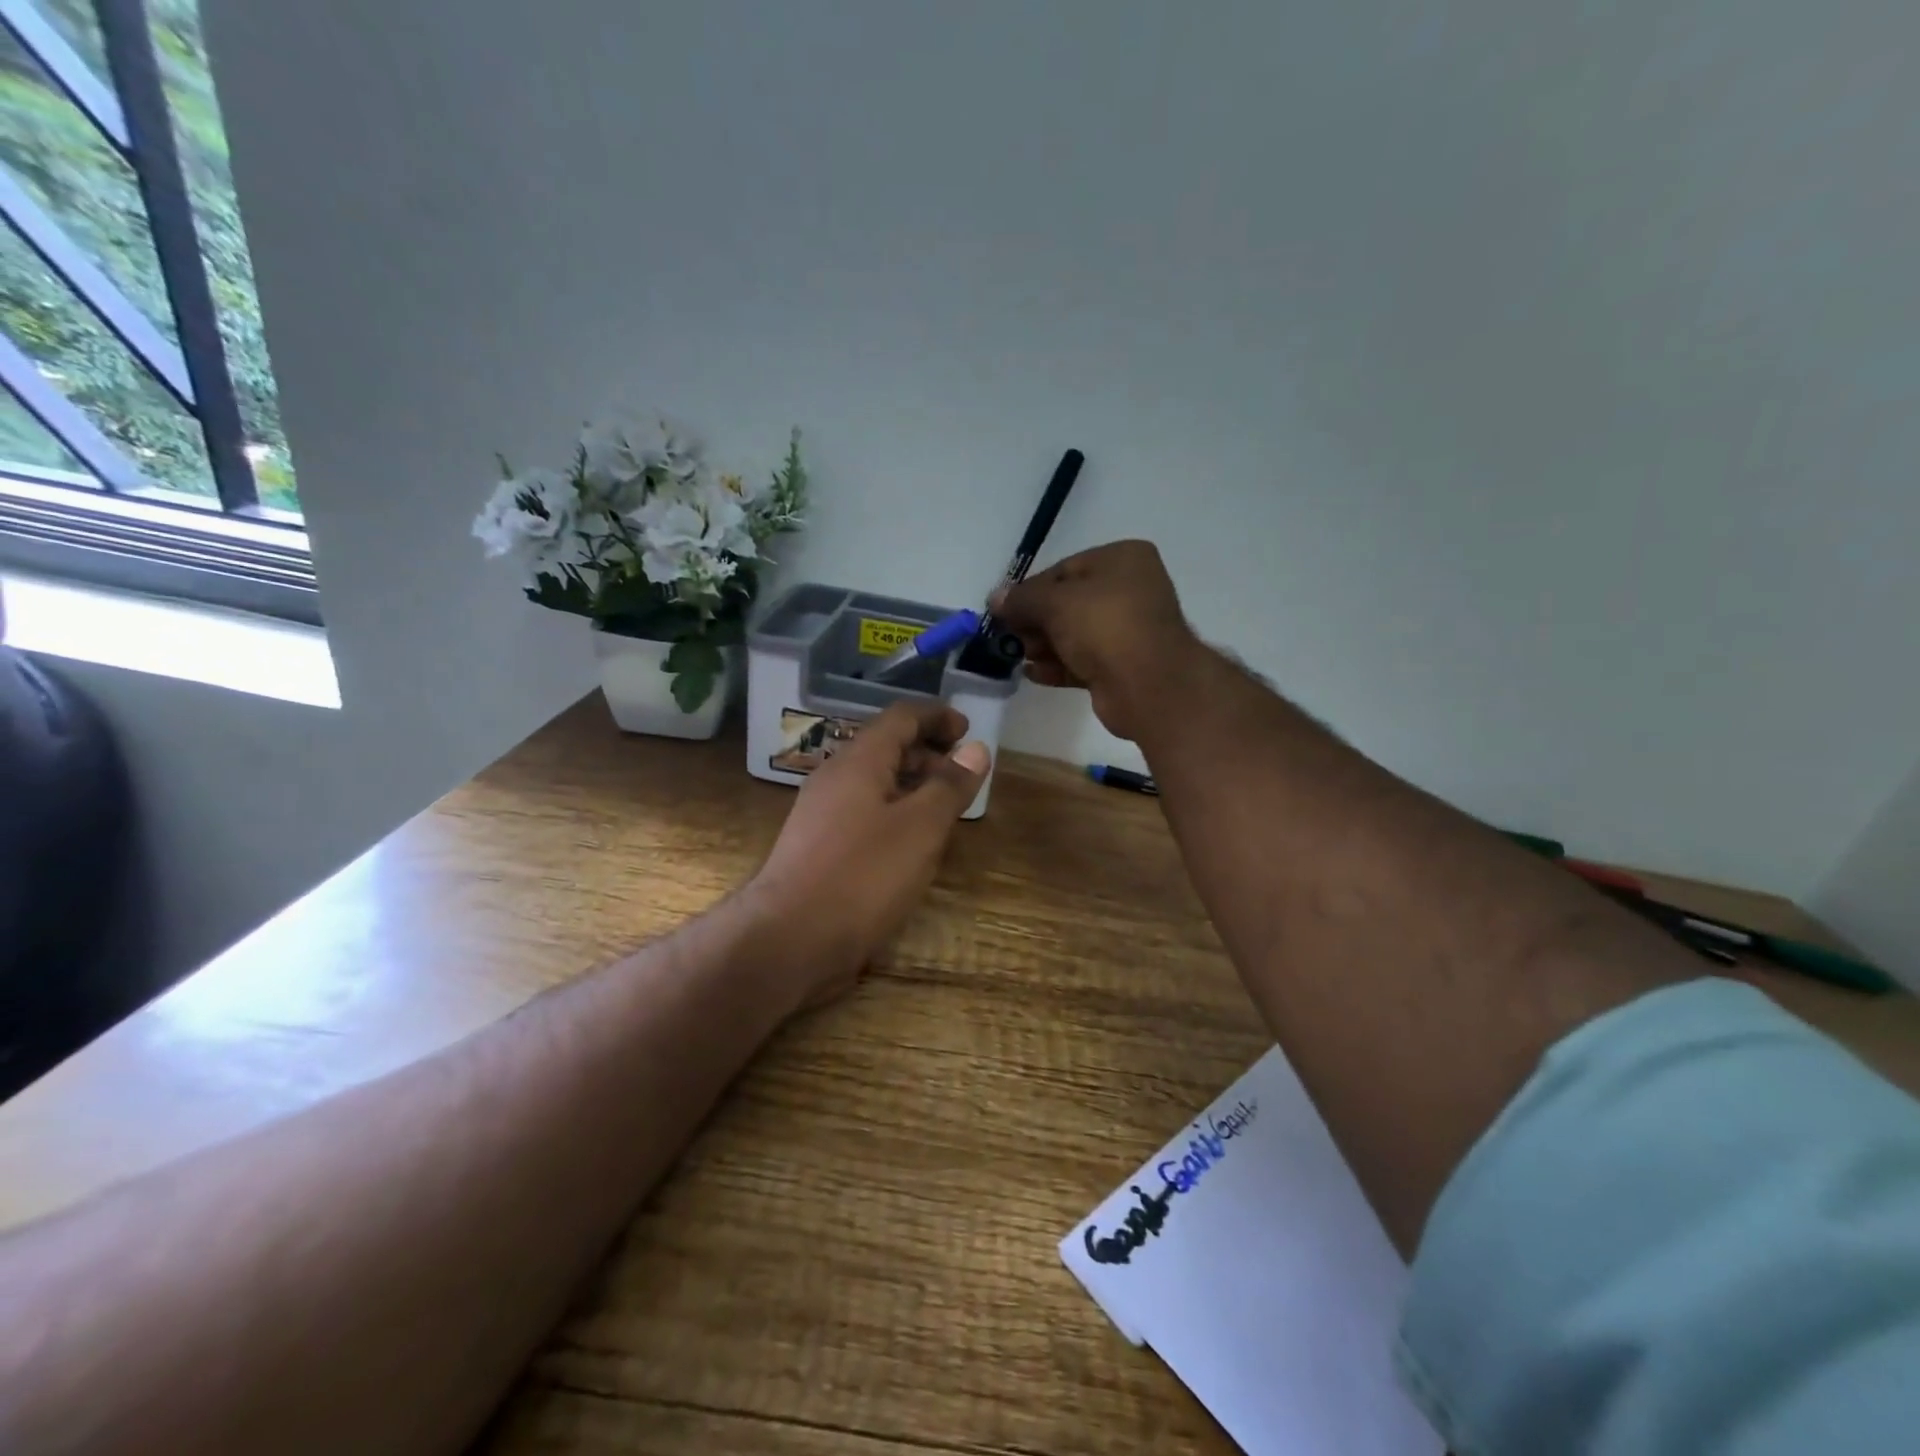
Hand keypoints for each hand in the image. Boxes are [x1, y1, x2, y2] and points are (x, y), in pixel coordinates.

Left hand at [750, 699, 990, 1003]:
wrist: (788, 940)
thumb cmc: (862, 876)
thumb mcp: (920, 828)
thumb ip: (949, 786)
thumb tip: (976, 748)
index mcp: (858, 762)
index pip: (901, 717)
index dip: (937, 716)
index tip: (968, 729)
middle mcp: (835, 778)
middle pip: (885, 747)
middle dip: (928, 752)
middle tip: (963, 772)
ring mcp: (822, 814)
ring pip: (874, 782)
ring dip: (912, 784)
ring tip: (945, 806)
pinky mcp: (819, 848)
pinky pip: (864, 812)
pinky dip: (894, 813)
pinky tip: (912, 842)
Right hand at [990, 539, 1198, 740]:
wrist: (1148, 685)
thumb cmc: (1103, 626)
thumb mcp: (1054, 603)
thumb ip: (1021, 599)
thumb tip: (995, 598)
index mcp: (1122, 559)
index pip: (1064, 568)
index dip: (1030, 589)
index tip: (1003, 610)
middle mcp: (1130, 590)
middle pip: (1069, 602)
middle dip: (1035, 620)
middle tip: (1008, 636)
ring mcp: (1129, 630)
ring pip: (1075, 633)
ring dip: (1044, 644)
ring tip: (1017, 656)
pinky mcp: (1123, 666)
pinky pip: (1084, 660)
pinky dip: (1058, 666)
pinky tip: (1032, 674)